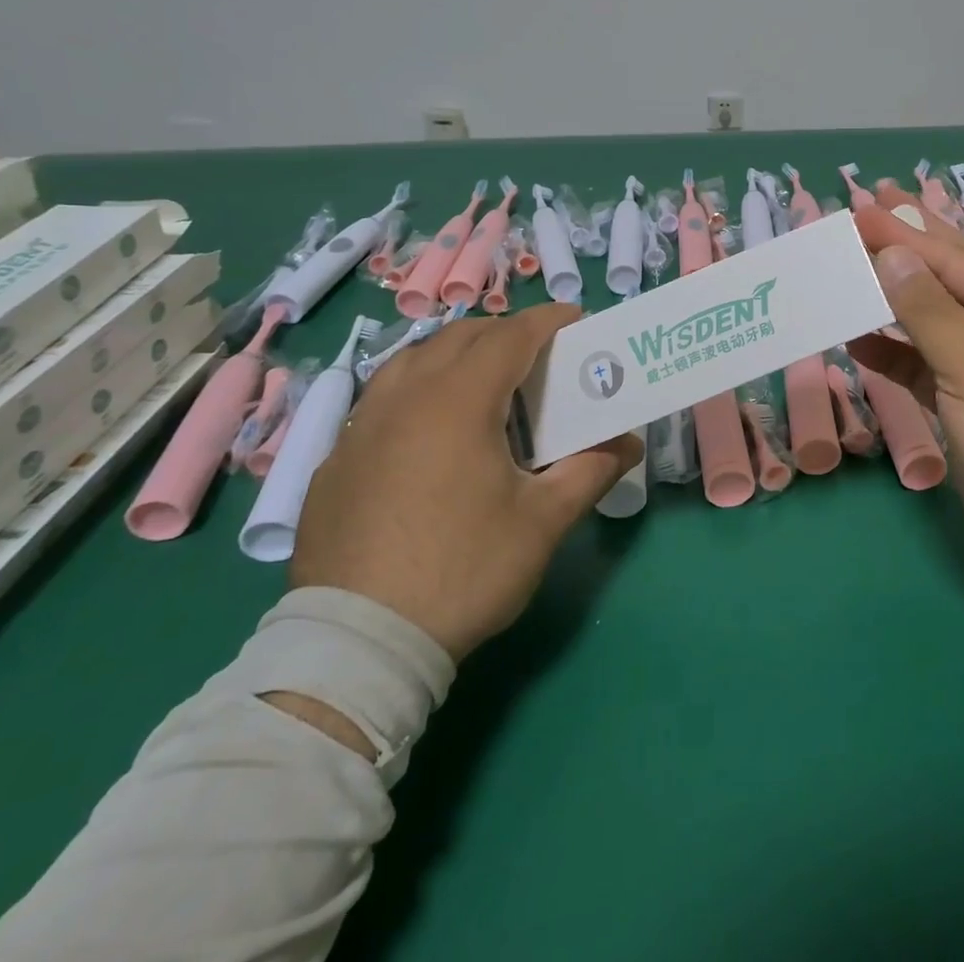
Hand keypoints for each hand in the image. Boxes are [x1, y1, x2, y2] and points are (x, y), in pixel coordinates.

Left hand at [290, 306, 640, 661]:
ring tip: (482, 382)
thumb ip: (591, 471)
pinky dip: (416, 392)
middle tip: (537, 355)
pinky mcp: (333, 462)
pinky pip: (381, 401)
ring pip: (411, 361)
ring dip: (454, 355)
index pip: (510, 336)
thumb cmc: (463, 570)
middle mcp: (404, 398)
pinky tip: (428, 433)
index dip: (547, 320)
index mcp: (458, 401)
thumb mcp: (542, 522)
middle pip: (458, 338)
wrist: (359, 644)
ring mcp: (360, 429)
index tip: (575, 319)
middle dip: (503, 333)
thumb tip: (630, 443)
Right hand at [850, 192, 963, 577]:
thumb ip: (930, 312)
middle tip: (863, 211)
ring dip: (889, 299)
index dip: (902, 233)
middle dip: (904, 247)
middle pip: (945, 278)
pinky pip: (920, 363)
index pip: (953, 259)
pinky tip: (855, 338)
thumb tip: (891, 255)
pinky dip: (890, 351)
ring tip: (847, 268)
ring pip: (928, 320)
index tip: (857, 209)